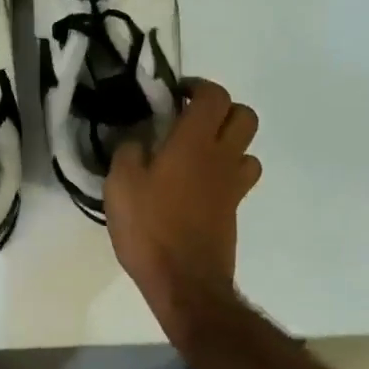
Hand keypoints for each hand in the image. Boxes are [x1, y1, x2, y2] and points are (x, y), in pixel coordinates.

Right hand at [105, 79, 261, 334]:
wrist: (184, 281)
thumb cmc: (150, 228)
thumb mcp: (120, 184)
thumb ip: (128, 151)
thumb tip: (138, 137)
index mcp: (194, 142)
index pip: (214, 96)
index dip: (198, 87)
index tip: (174, 96)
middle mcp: (221, 157)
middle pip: (244, 116)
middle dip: (221, 109)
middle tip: (190, 120)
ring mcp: (232, 186)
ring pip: (247, 148)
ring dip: (228, 142)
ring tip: (196, 153)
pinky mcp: (233, 210)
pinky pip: (238, 178)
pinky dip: (223, 172)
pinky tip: (195, 186)